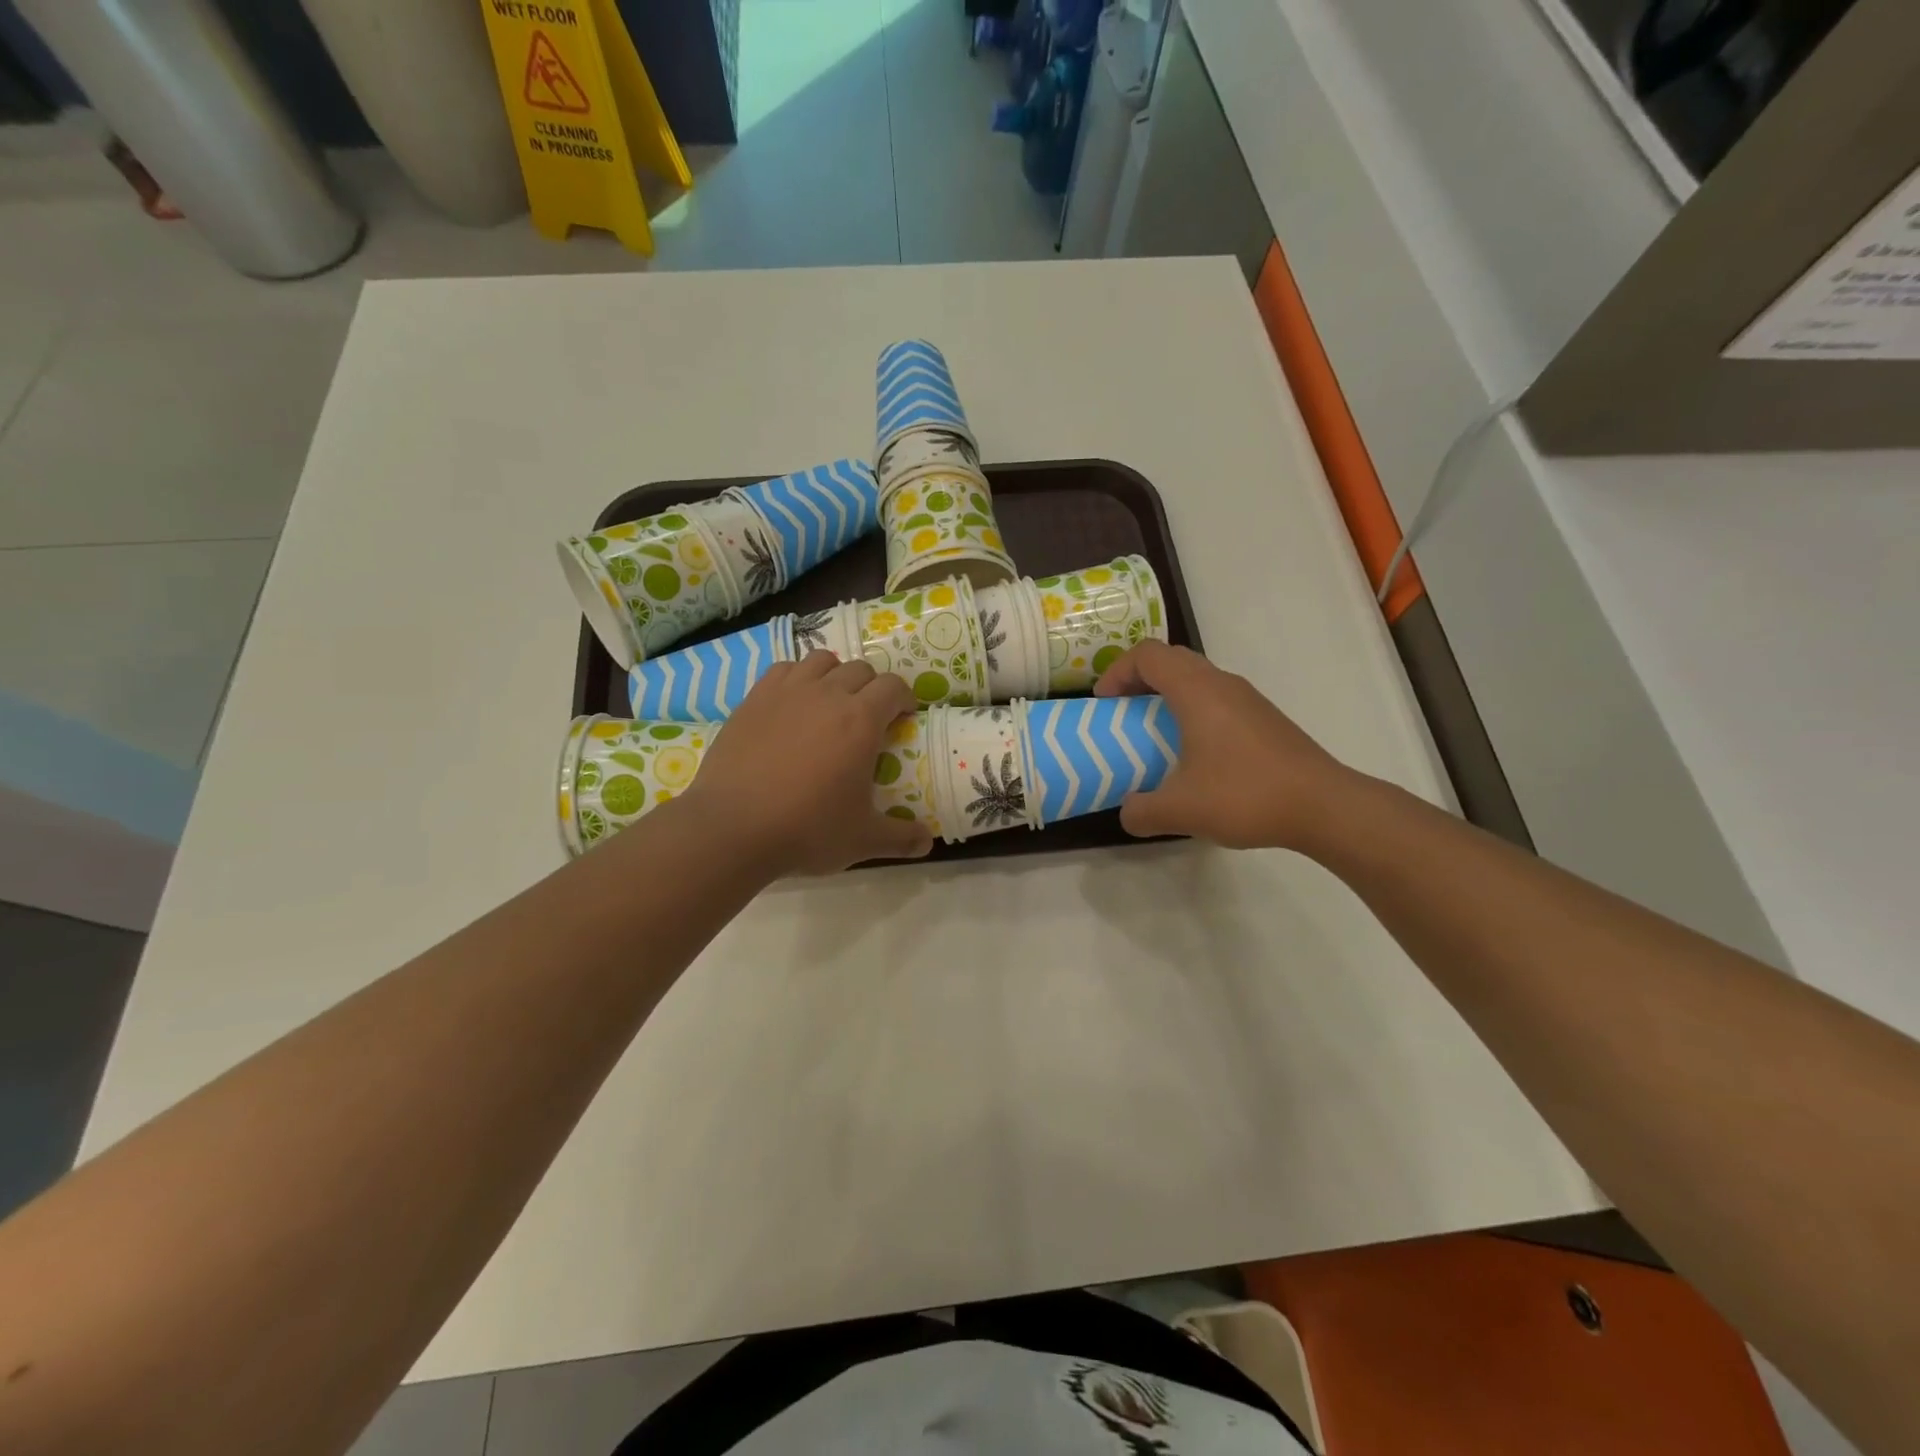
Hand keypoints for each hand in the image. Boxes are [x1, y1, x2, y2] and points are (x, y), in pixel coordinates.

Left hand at [680, 651, 933, 874]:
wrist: (732, 828)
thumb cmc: (806, 830)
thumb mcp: (862, 839)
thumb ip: (900, 838)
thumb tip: (928, 844)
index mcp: (861, 721)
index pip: (893, 687)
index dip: (904, 698)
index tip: (903, 717)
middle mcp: (827, 695)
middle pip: (860, 669)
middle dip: (872, 687)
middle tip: (868, 717)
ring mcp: (787, 692)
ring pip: (821, 661)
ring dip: (835, 675)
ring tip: (831, 702)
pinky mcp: (754, 698)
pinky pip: (783, 669)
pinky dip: (797, 678)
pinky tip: (793, 703)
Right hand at [1094, 640, 1357, 850]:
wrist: (1324, 806)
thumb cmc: (1245, 795)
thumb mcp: (1179, 810)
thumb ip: (1141, 811)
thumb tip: (1128, 812)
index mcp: (1197, 691)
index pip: (1148, 655)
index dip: (1117, 672)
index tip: (1105, 704)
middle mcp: (1223, 684)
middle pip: (1172, 659)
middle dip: (1139, 679)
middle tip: (1124, 712)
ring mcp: (1248, 699)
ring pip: (1198, 678)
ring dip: (1168, 695)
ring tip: (1155, 733)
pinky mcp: (1265, 719)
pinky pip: (1217, 699)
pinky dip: (1193, 711)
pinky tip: (1195, 754)